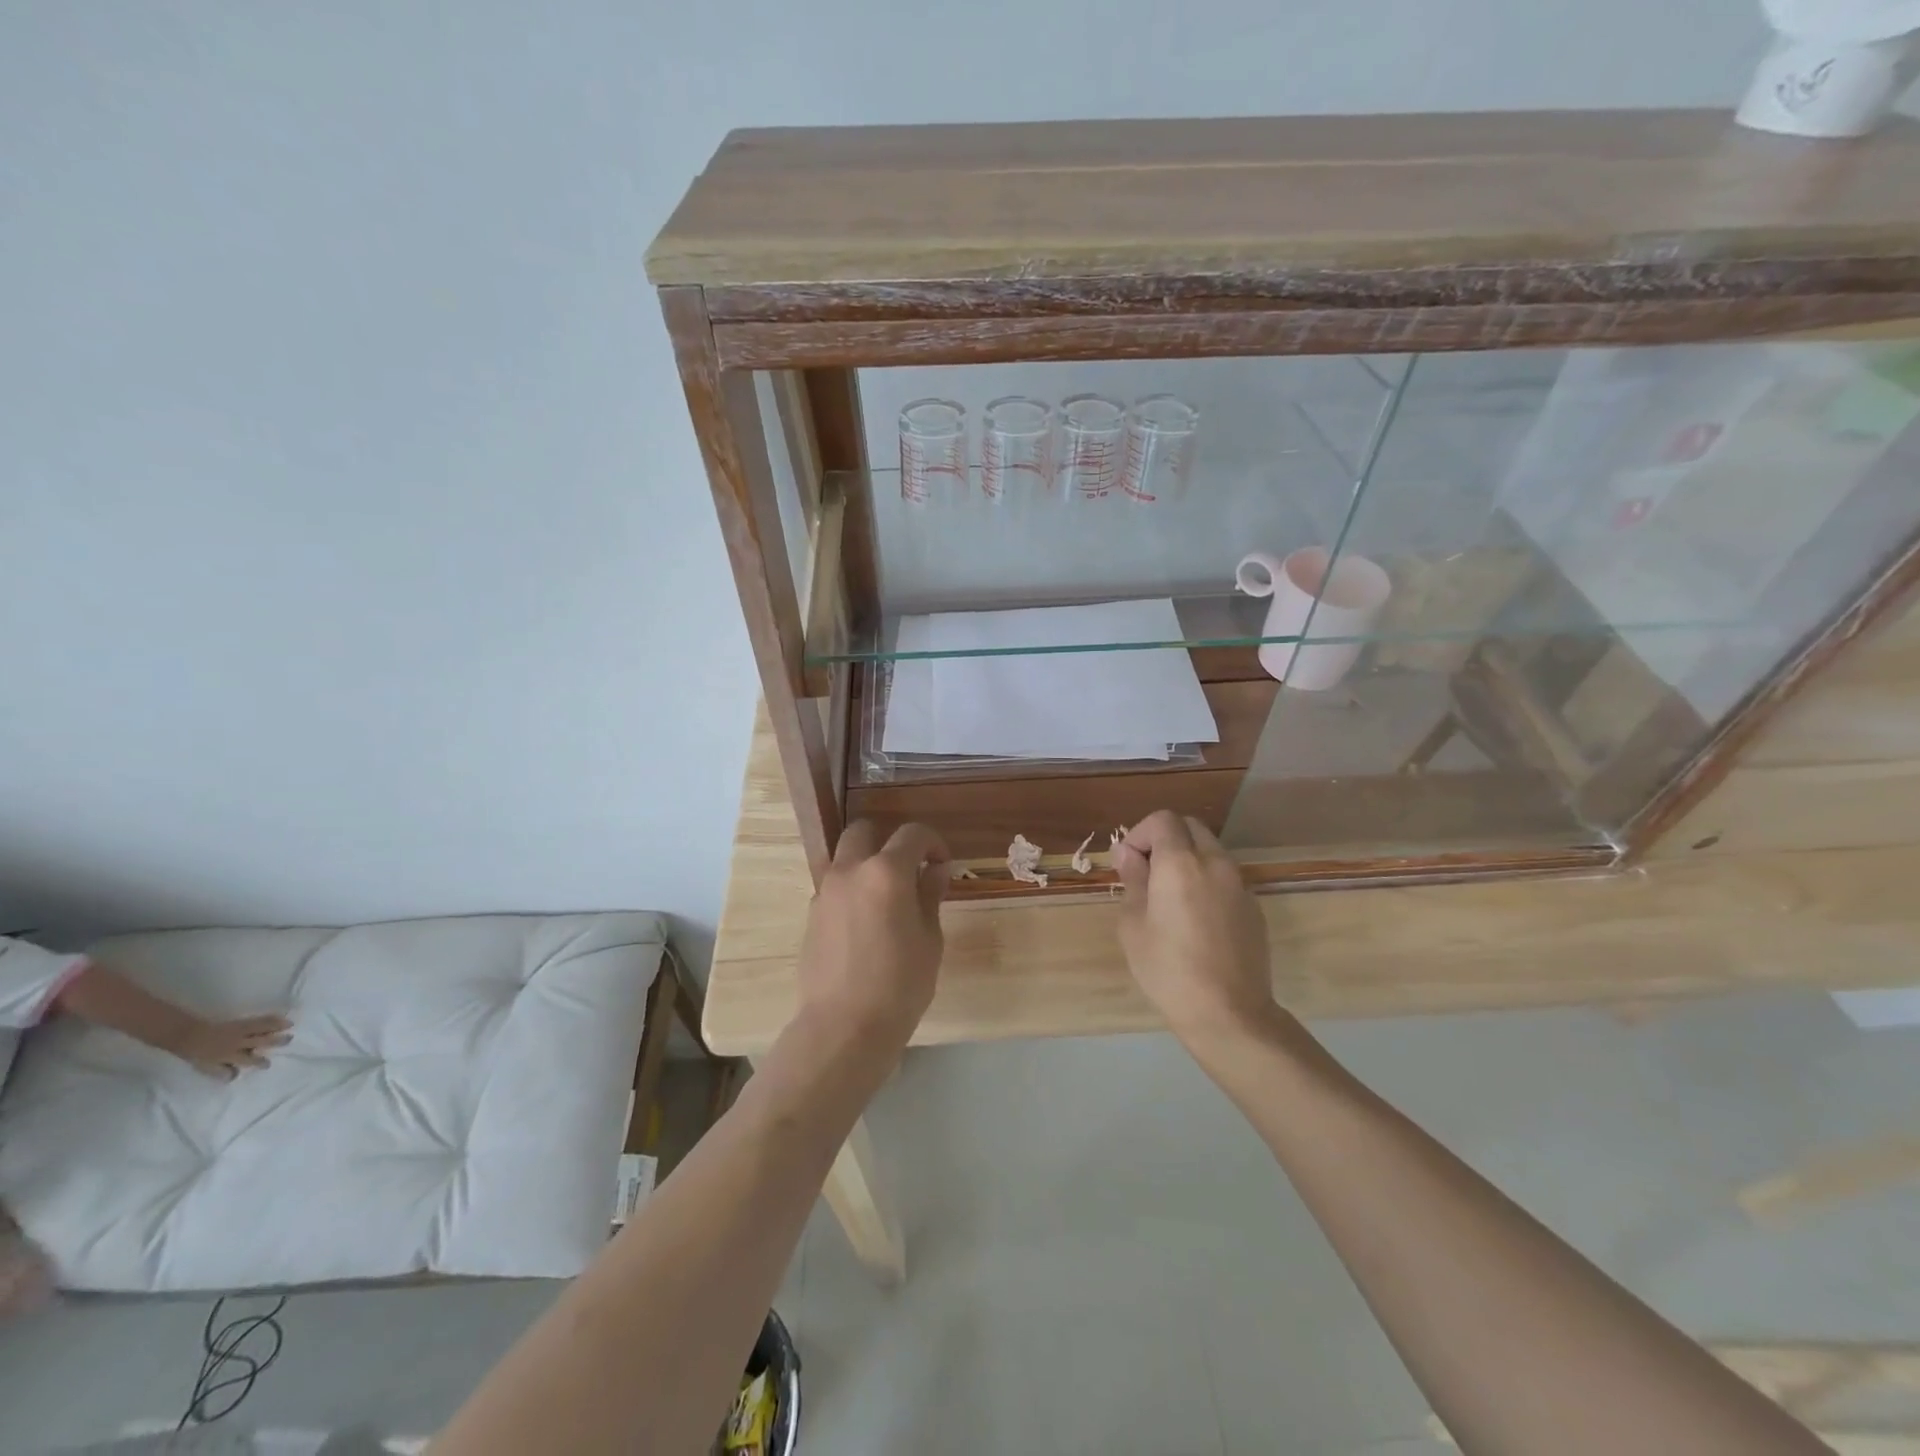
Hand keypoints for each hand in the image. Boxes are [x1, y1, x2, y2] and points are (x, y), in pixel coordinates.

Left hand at [166, 1014, 292, 1080]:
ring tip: (290, 1024)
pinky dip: (270, 1019)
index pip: (248, 1060)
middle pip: (262, 1042)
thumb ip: (221, 1071)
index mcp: (230, 1056)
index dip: (259, 1062)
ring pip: (263, 1028)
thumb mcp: (206, 1067)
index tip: (268, 1064)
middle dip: (276, 1041)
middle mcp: (239, 1043)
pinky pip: (258, 1020)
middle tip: (289, 1039)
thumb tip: (234, 1076)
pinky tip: (278, 1017)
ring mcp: (240, 1032)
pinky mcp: (240, 1023)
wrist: (188, 1035)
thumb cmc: (196, 1053)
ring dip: (277, 1026)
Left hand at [795, 820, 949, 1050]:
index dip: (933, 843)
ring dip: (866, 865)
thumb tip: (933, 871)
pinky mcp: (811, 915)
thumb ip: (929, 896)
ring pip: (844, 858)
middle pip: (864, 831)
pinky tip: (865, 925)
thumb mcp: (929, 940)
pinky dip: (851, 891)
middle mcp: (850, 871)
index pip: (912, 834)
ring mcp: (825, 892)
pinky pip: (834, 888)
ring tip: (886, 900)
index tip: (942, 865)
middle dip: (888, 841)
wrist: (843, 1027)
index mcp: (886, 872)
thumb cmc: (900, 985)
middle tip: (908, 870)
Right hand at [1114, 811, 1277, 1043]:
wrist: (1229, 1013)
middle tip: (1147, 874)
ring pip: (1210, 851)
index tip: (1128, 863)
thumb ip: (1133, 880)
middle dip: (1165, 840)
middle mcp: (1215, 863)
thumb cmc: (1168, 969)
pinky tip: (1196, 919)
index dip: (1140, 834)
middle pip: (1190, 828)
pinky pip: (1225, 877)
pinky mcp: (1253, 907)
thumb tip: (1128, 854)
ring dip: (1188, 859)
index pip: (1163, 820)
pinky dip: (1206, 881)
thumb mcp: (1133, 925)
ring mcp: (1239, 884)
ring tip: (1170, 898)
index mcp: (1181, 863)